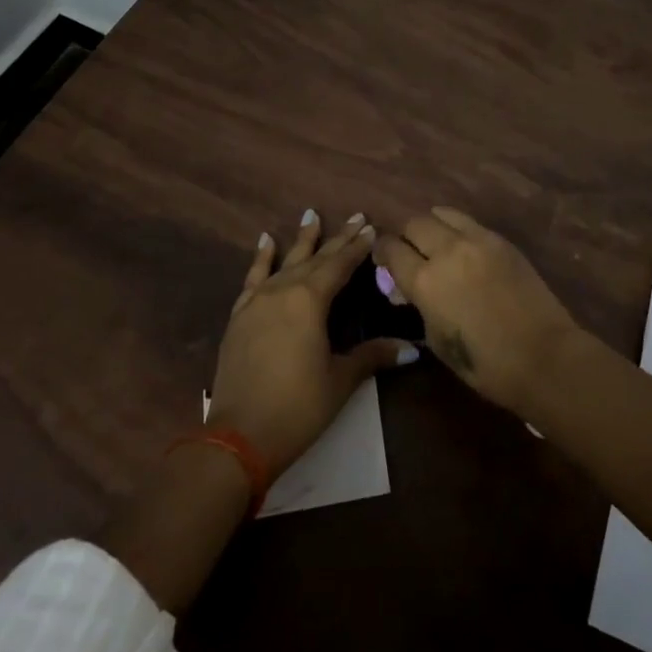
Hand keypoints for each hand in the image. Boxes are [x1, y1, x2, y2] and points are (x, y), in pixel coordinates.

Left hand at [207, 211, 415, 478]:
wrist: (239, 436)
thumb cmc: (298, 406)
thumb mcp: (340, 380)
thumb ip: (372, 356)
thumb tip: (412, 348)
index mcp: (310, 300)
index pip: (340, 265)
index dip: (357, 247)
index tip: (371, 227)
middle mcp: (283, 290)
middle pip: (315, 259)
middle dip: (337, 238)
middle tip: (355, 217)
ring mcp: (257, 301)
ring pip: (284, 261)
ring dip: (301, 239)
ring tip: (310, 214)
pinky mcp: (240, 316)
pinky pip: (253, 278)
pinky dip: (261, 258)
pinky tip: (265, 241)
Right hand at [374, 208, 579, 413]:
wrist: (543, 356)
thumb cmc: (485, 363)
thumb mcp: (437, 339)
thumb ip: (418, 305)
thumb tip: (406, 289)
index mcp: (425, 281)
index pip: (391, 249)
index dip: (382, 252)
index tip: (383, 260)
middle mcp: (447, 250)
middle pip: (414, 223)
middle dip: (406, 236)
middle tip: (409, 253)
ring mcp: (477, 240)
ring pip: (441, 213)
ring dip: (432, 226)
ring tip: (436, 243)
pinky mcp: (501, 240)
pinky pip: (469, 222)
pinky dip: (457, 229)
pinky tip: (463, 248)